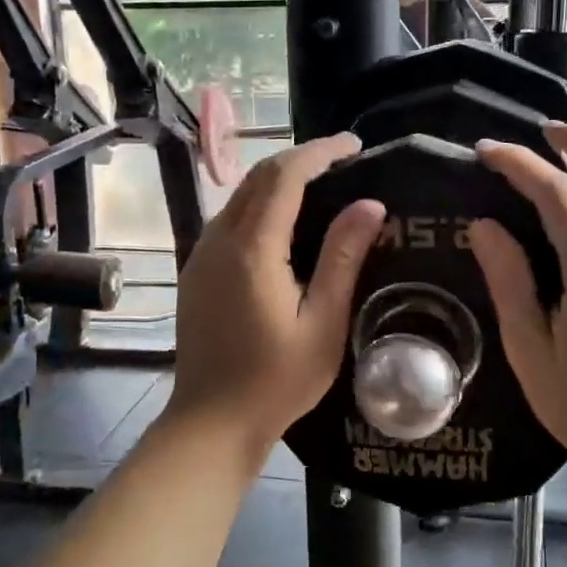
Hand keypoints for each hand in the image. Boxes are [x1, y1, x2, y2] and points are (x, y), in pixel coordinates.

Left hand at [167, 134, 385, 450]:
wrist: (210, 422)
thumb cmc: (275, 381)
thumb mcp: (323, 324)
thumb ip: (343, 260)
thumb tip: (370, 205)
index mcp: (252, 250)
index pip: (284, 177)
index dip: (320, 152)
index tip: (353, 144)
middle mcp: (219, 240)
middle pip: (258, 178)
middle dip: (300, 159)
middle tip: (343, 161)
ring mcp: (201, 255)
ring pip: (240, 196)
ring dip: (278, 180)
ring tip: (321, 185)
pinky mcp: (196, 271)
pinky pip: (229, 219)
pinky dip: (260, 204)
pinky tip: (284, 222)